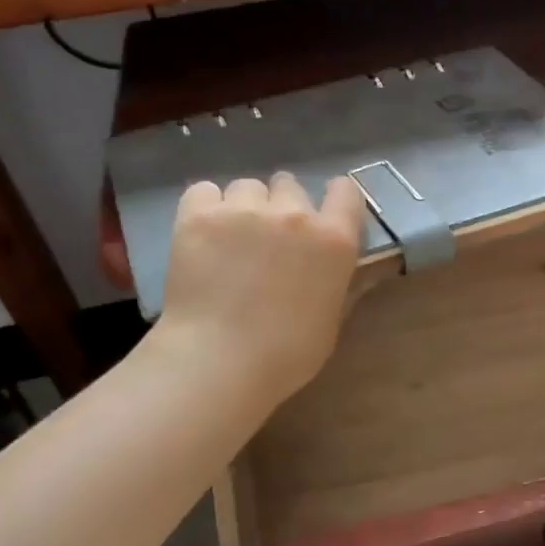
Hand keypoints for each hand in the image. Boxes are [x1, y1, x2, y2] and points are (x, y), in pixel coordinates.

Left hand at [149, 173, 365, 403]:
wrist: (219, 360)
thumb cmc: (287, 354)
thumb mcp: (331, 321)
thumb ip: (339, 284)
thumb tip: (343, 271)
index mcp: (334, 241)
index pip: (346, 192)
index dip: (336, 199)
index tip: (325, 215)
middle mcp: (294, 214)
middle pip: (289, 184)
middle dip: (283, 206)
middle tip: (270, 240)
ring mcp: (243, 210)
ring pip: (247, 187)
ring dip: (244, 206)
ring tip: (231, 240)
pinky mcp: (198, 215)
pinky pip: (204, 191)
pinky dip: (206, 207)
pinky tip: (203, 234)